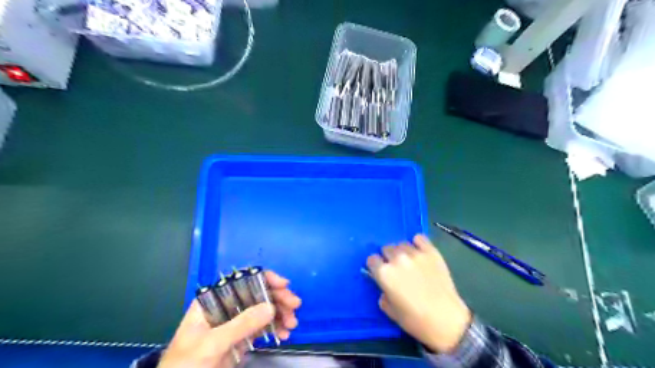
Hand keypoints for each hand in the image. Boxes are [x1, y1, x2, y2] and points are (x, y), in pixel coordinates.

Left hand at [158, 271, 301, 367]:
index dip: (265, 279)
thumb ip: (240, 325)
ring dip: (280, 314)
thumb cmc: (185, 365)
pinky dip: (275, 328)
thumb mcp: (211, 344)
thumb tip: (271, 307)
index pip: (242, 280)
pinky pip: (262, 327)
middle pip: (257, 294)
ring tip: (292, 325)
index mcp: (213, 300)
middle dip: (277, 298)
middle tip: (295, 307)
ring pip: (263, 310)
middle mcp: (226, 307)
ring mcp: (234, 323)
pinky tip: (284, 334)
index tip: (284, 285)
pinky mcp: (240, 338)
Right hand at [368, 235, 470, 351]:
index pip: (372, 259)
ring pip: (402, 244)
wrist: (447, 321)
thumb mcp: (390, 311)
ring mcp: (415, 253)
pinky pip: (419, 238)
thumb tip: (385, 287)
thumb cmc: (415, 320)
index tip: (380, 272)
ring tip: (410, 262)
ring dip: (402, 252)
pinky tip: (420, 252)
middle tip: (397, 269)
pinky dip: (417, 243)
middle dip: (388, 258)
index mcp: (384, 273)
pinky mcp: (431, 251)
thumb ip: (383, 294)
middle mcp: (397, 259)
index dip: (376, 266)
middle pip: (386, 248)